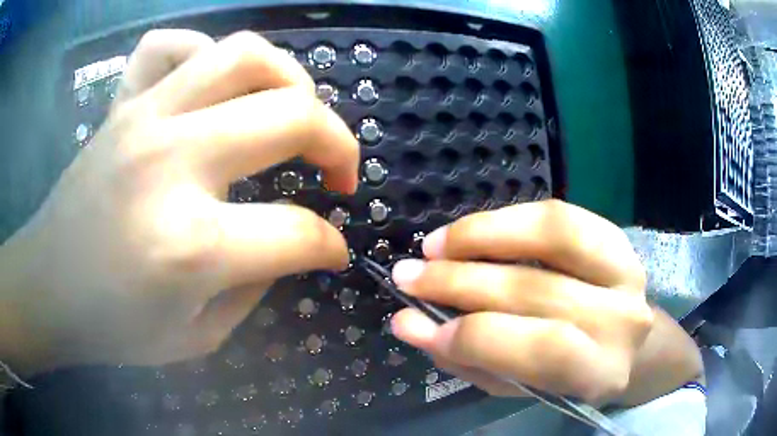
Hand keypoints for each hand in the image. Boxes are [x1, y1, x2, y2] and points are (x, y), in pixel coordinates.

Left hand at [1, 29, 358, 372]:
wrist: (47, 289)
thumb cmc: (113, 329)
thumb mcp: (198, 336)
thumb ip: (254, 286)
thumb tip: (290, 244)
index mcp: (190, 245)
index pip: (296, 232)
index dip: (329, 247)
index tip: (333, 253)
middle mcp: (172, 162)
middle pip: (293, 115)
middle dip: (340, 145)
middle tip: (338, 174)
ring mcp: (143, 118)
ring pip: (245, 55)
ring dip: (292, 79)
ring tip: (295, 111)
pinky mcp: (122, 106)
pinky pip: (172, 45)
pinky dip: (205, 53)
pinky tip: (213, 86)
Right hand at [390, 200, 651, 403]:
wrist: (626, 347)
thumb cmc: (567, 375)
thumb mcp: (519, 384)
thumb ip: (469, 360)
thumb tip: (409, 323)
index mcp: (599, 370)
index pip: (542, 348)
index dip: (474, 336)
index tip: (416, 321)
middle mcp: (621, 318)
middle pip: (537, 289)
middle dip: (460, 281)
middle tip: (408, 274)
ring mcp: (626, 269)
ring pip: (553, 234)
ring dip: (483, 236)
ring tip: (436, 245)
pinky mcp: (617, 238)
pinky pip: (559, 215)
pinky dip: (509, 219)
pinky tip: (473, 231)